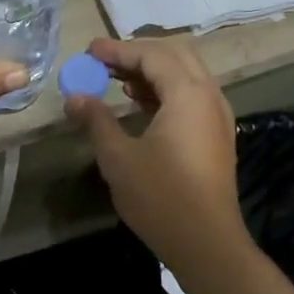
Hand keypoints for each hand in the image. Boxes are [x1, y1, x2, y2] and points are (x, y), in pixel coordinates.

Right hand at [65, 37, 246, 272]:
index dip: (118, 50)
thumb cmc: (160, 197)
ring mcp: (218, 117)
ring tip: (117, 80)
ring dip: (153, 71)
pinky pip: (192, 96)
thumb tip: (75, 96)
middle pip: (176, 55)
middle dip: (138, 53)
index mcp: (188, 95)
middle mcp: (209, 97)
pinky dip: (166, 90)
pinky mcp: (216, 136)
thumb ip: (96, 120)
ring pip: (186, 75)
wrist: (206, 243)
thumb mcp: (118, 157)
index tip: (89, 51)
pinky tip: (141, 104)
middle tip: (104, 62)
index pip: (152, 55)